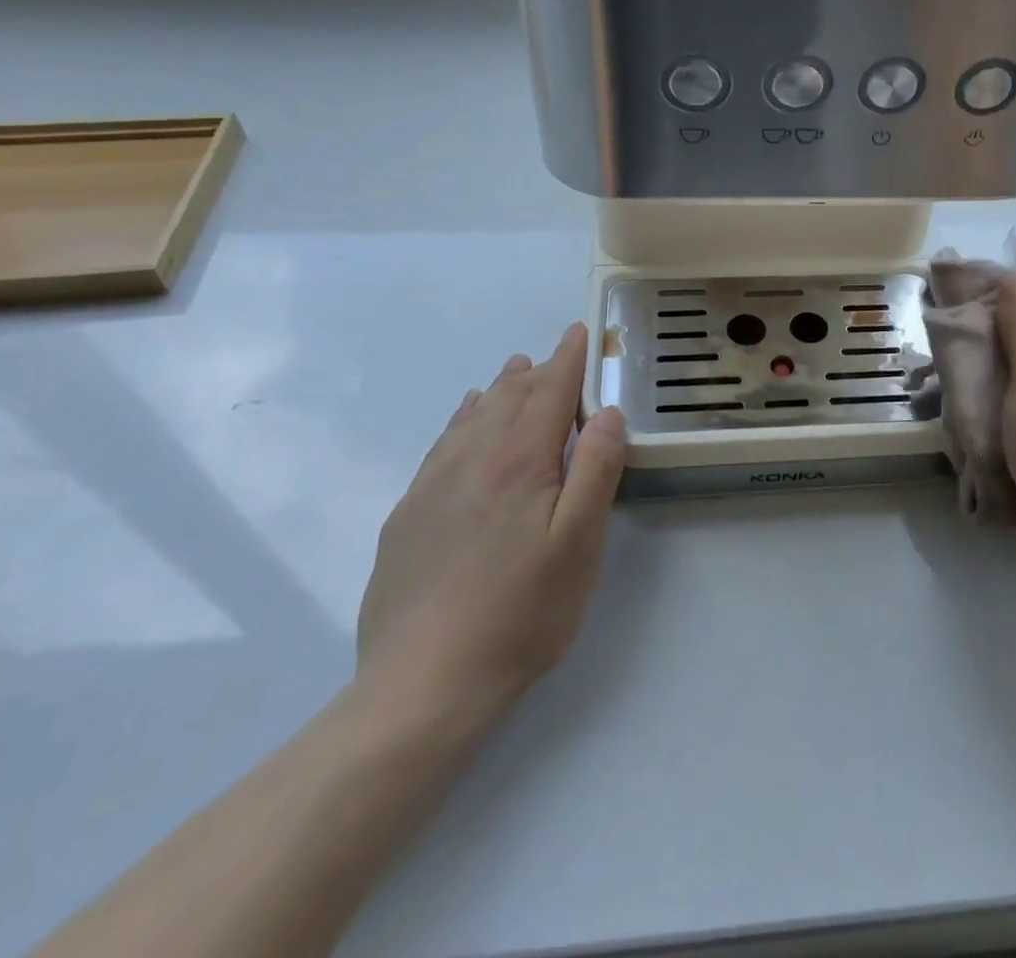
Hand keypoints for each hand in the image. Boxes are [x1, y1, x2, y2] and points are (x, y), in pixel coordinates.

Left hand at [355, 323, 626, 741]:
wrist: (422, 684)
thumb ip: (595, 470)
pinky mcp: (407, 516)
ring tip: (513, 369)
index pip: (548, 391)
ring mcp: (432, 486)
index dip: (568, 358)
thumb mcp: (579, 543)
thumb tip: (607, 412)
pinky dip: (460, 420)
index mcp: (518, 460)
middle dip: (536, 371)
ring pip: (471, 417)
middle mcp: (472, 459)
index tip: (580, 331)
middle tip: (555, 353)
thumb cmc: (520, 612)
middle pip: (508, 398)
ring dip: (498, 389)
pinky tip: (465, 420)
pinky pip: (441, 446)